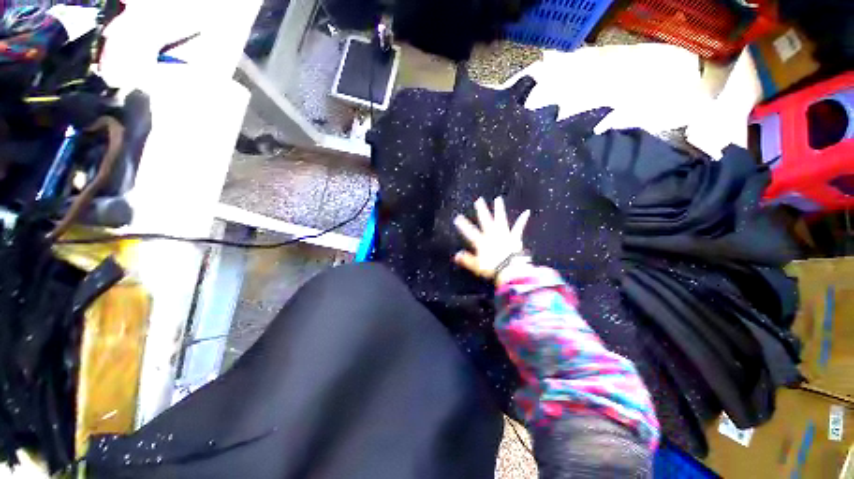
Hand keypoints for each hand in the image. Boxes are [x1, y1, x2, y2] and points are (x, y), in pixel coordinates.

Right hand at [453, 196, 530, 280]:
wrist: (510, 270)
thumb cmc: (493, 269)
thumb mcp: (476, 266)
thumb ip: (466, 260)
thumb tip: (456, 256)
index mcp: (482, 242)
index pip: (470, 232)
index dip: (463, 225)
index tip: (457, 218)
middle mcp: (492, 235)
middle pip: (486, 220)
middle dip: (481, 210)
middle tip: (479, 200)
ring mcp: (504, 234)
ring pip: (500, 219)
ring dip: (499, 209)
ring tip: (498, 199)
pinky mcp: (514, 237)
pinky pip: (518, 227)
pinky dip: (522, 220)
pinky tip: (526, 212)